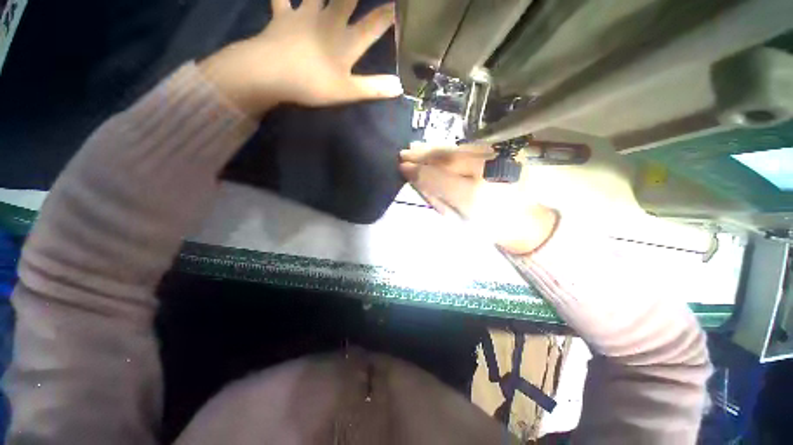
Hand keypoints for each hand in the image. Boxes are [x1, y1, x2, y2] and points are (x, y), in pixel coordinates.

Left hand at [199, 0, 402, 117]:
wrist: (272, 74)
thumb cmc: (313, 84)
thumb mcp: (348, 91)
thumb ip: (374, 88)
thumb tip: (400, 87)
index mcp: (346, 40)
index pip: (375, 24)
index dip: (389, 13)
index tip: (400, 5)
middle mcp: (329, 20)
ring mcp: (304, 15)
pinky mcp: (283, 17)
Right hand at [399, 143, 558, 254]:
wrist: (528, 221)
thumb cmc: (491, 228)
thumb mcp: (459, 219)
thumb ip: (436, 197)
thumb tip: (417, 179)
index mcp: (476, 195)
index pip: (438, 177)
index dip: (418, 171)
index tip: (402, 167)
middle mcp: (488, 171)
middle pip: (448, 158)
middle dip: (423, 155)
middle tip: (404, 153)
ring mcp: (499, 157)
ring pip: (458, 149)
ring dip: (434, 148)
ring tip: (415, 148)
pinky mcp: (504, 152)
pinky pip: (469, 147)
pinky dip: (450, 148)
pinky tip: (437, 149)